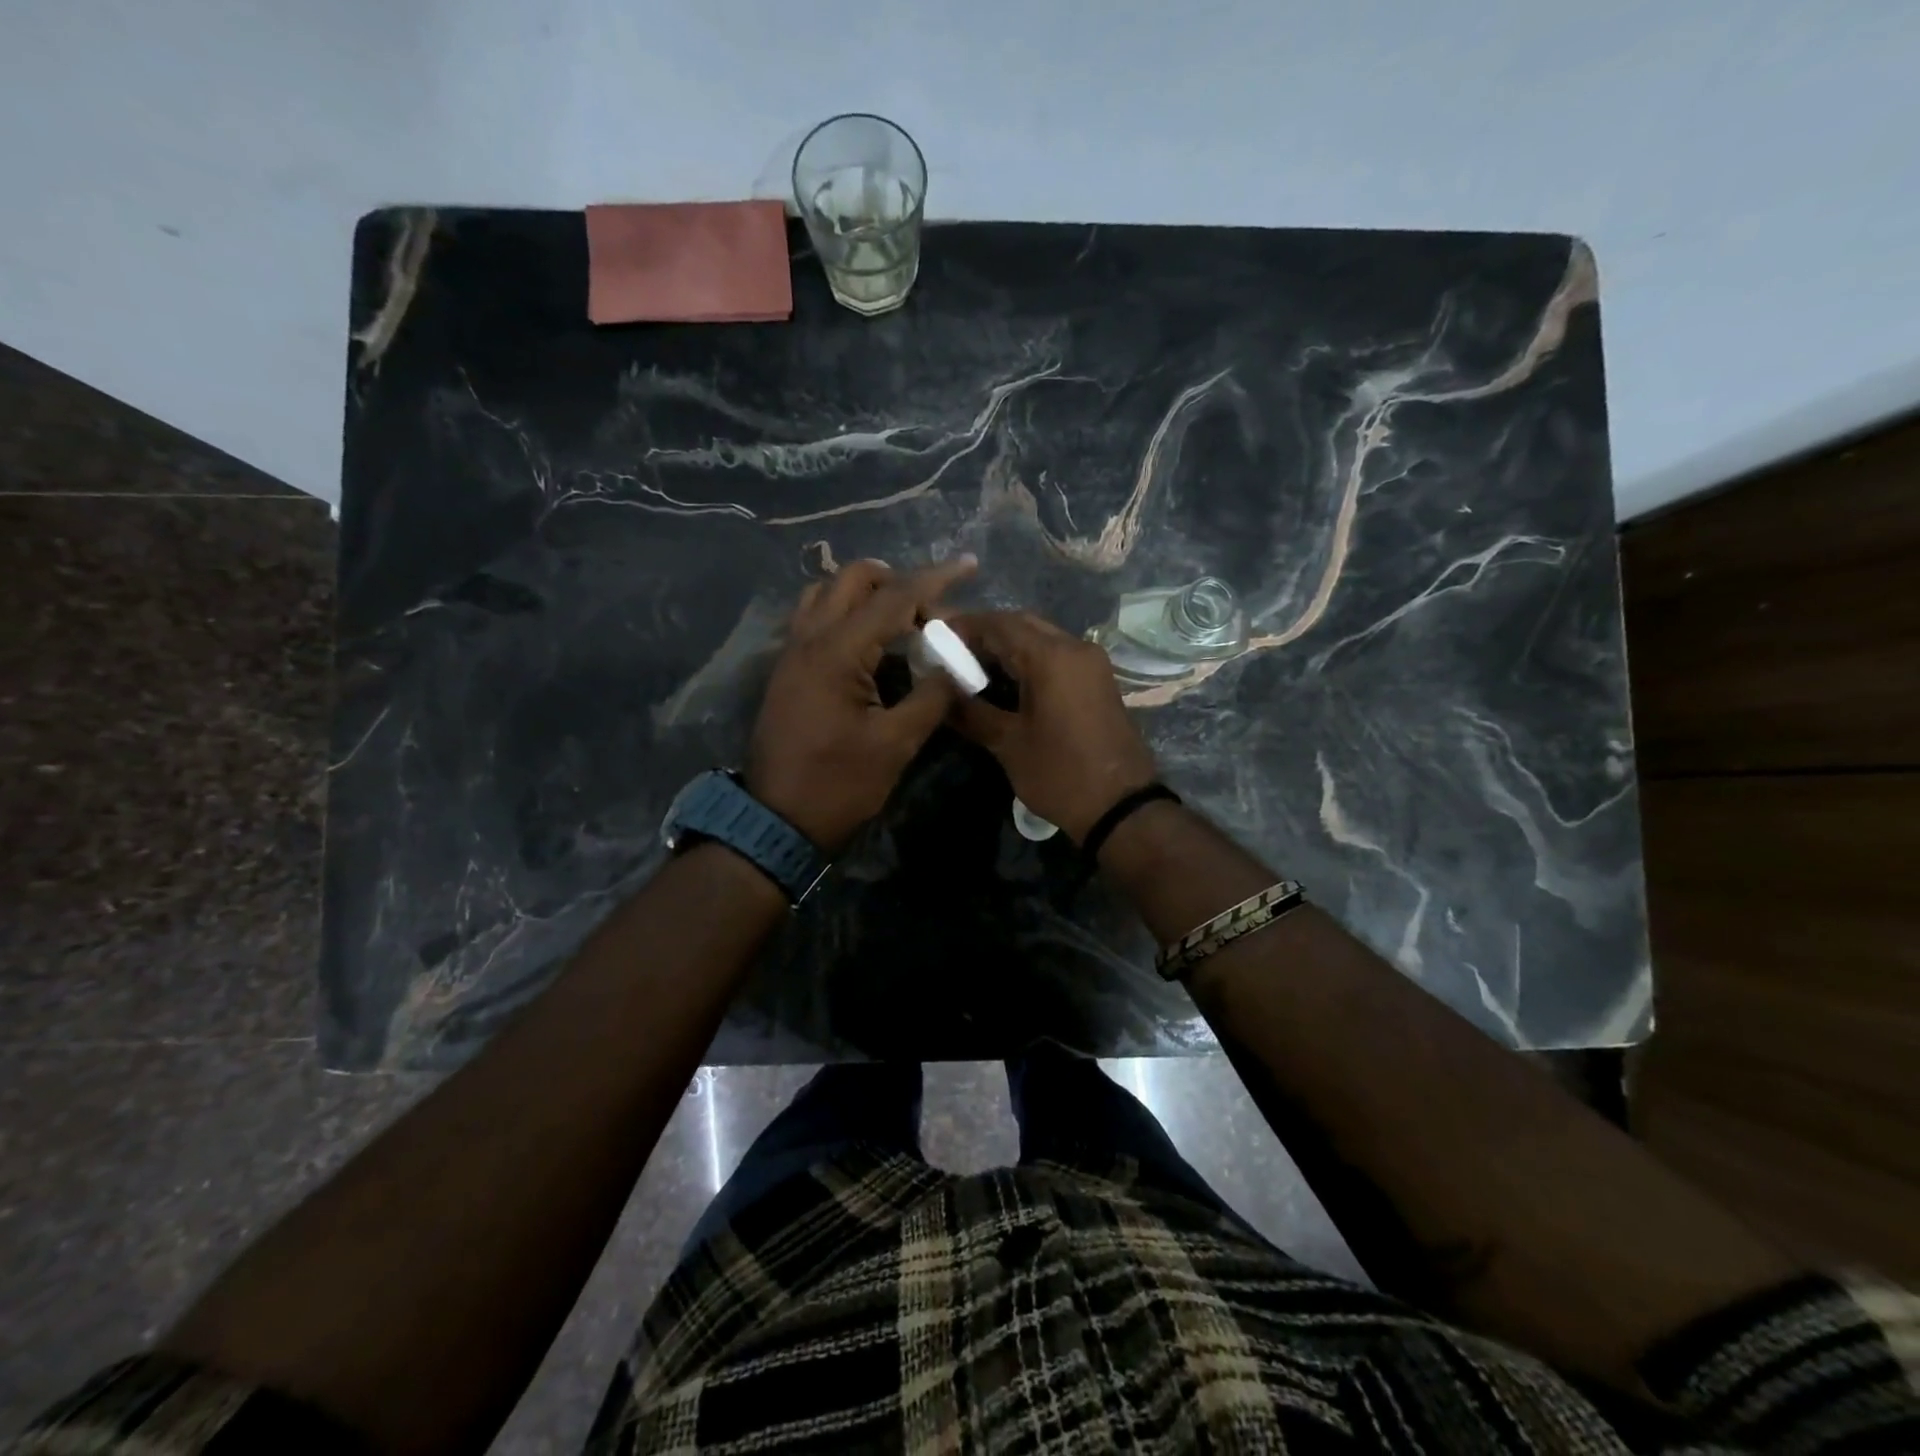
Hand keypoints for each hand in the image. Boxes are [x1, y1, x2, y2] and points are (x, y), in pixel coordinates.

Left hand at [746, 557, 976, 851]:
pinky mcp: (787, 670)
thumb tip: (959, 666)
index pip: (893, 597)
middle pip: (852, 578)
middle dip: (896, 580)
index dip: (935, 579)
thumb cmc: (839, 784)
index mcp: (837, 651)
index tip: (969, 565)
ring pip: (826, 593)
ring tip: (899, 619)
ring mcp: (791, 652)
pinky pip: (814, 618)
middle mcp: (808, 638)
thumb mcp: (895, 744)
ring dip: (865, 593)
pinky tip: (868, 641)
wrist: (777, 821)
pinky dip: (844, 612)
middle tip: (930, 608)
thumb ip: (932, 697)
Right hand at [947, 611, 1158, 842]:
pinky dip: (1029, 658)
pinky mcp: (1098, 680)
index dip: (964, 626)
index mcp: (1051, 657)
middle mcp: (1075, 648)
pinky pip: (1057, 655)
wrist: (1121, 806)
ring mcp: (1091, 663)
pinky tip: (1006, 679)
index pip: (999, 625)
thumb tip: (939, 693)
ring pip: (1041, 637)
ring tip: (972, 665)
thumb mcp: (1008, 744)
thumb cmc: (1060, 774)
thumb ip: (971, 712)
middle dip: (985, 632)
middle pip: (1022, 624)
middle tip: (952, 650)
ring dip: (1008, 645)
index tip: (935, 636)